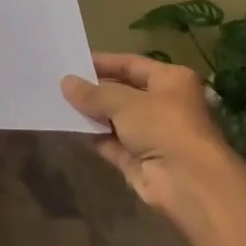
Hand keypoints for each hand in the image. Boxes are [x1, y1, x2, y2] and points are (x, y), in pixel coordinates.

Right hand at [61, 52, 233, 216]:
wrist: (187, 183)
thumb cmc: (163, 127)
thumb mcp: (125, 102)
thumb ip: (94, 93)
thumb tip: (66, 82)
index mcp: (171, 80)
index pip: (132, 64)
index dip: (103, 62)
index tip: (74, 61)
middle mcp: (164, 104)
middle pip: (123, 91)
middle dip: (94, 89)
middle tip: (60, 82)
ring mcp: (152, 134)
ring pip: (115, 118)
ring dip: (91, 113)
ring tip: (57, 101)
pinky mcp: (139, 160)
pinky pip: (111, 142)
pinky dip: (93, 136)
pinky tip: (68, 126)